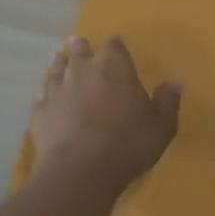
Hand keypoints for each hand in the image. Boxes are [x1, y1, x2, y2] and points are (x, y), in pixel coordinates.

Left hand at [29, 36, 181, 191]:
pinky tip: (46, 100)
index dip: (115, 47)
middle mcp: (82, 69)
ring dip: (59, 65)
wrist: (81, 170)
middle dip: (81, 48)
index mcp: (113, 65)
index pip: (114, 45)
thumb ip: (167, 102)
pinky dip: (46, 97)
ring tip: (58, 60)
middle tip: (79, 44)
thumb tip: (175, 83)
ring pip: (56, 68)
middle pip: (79, 50)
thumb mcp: (161, 125)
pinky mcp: (40, 112)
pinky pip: (42, 98)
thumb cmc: (128, 143)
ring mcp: (57, 89)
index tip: (116, 48)